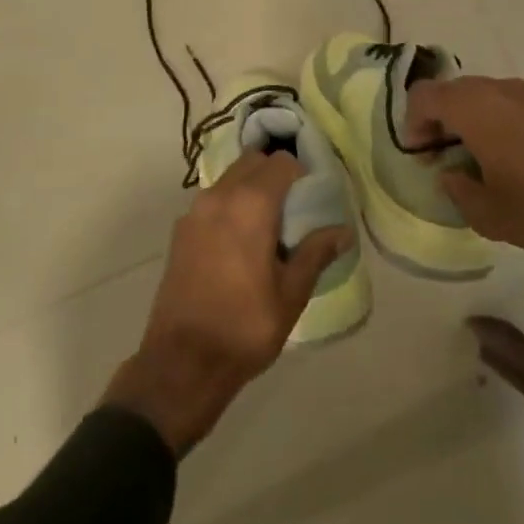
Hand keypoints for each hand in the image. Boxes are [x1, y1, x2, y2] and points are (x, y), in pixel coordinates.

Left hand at [105, 149, 351, 453]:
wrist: (182, 362)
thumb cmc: (245, 326)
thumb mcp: (291, 293)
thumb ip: (316, 253)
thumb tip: (344, 231)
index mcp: (251, 204)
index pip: (282, 163)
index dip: (301, 173)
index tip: (313, 196)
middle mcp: (219, 196)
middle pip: (253, 162)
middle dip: (275, 174)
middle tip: (294, 207)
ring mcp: (194, 212)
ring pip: (230, 179)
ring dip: (250, 188)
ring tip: (268, 225)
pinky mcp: (180, 231)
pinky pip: (212, 201)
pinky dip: (230, 205)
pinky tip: (240, 242)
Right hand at [406, 76, 523, 255]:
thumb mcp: (486, 212)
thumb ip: (457, 188)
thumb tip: (451, 173)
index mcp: (474, 109)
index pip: (425, 95)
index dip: (413, 121)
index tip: (421, 153)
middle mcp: (500, 91)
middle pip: (456, 90)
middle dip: (442, 118)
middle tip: (444, 154)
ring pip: (488, 95)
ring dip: (474, 118)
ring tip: (482, 155)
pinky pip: (517, 105)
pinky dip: (504, 121)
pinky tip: (518, 155)